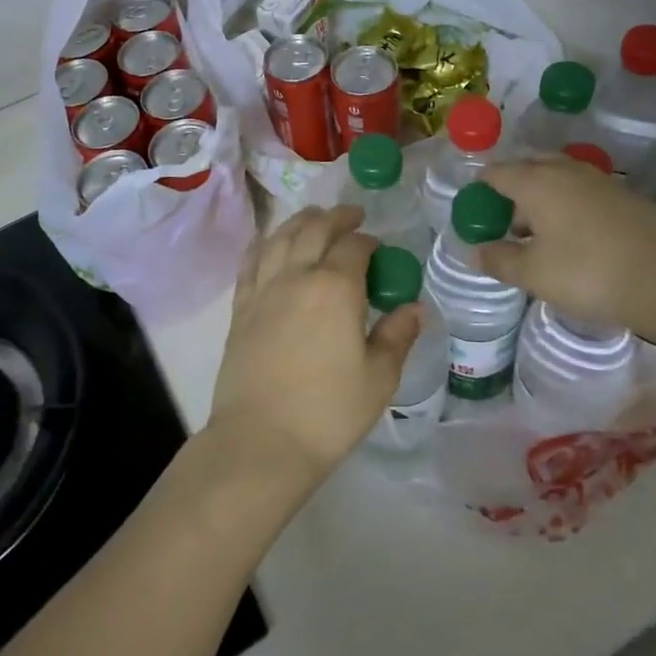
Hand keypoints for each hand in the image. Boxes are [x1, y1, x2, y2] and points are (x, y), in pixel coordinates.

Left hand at [207, 206, 422, 488]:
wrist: (261, 440)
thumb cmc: (328, 412)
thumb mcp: (378, 379)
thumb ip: (397, 337)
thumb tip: (414, 308)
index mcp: (335, 288)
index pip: (354, 247)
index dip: (368, 240)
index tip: (378, 246)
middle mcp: (297, 276)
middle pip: (315, 230)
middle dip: (336, 218)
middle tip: (351, 216)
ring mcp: (264, 288)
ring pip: (280, 237)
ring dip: (300, 221)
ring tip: (313, 217)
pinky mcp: (241, 307)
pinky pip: (251, 261)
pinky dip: (265, 243)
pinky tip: (270, 243)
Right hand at [478, 156, 655, 349]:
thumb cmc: (591, 272)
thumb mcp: (535, 274)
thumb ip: (500, 260)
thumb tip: (475, 251)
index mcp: (535, 181)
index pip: (495, 173)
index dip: (479, 192)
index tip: (473, 217)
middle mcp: (565, 171)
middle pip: (527, 168)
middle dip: (510, 190)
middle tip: (503, 223)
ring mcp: (599, 182)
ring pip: (557, 179)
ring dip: (540, 199)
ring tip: (535, 235)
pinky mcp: (625, 198)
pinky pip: (580, 193)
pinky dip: (566, 208)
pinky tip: (571, 239)